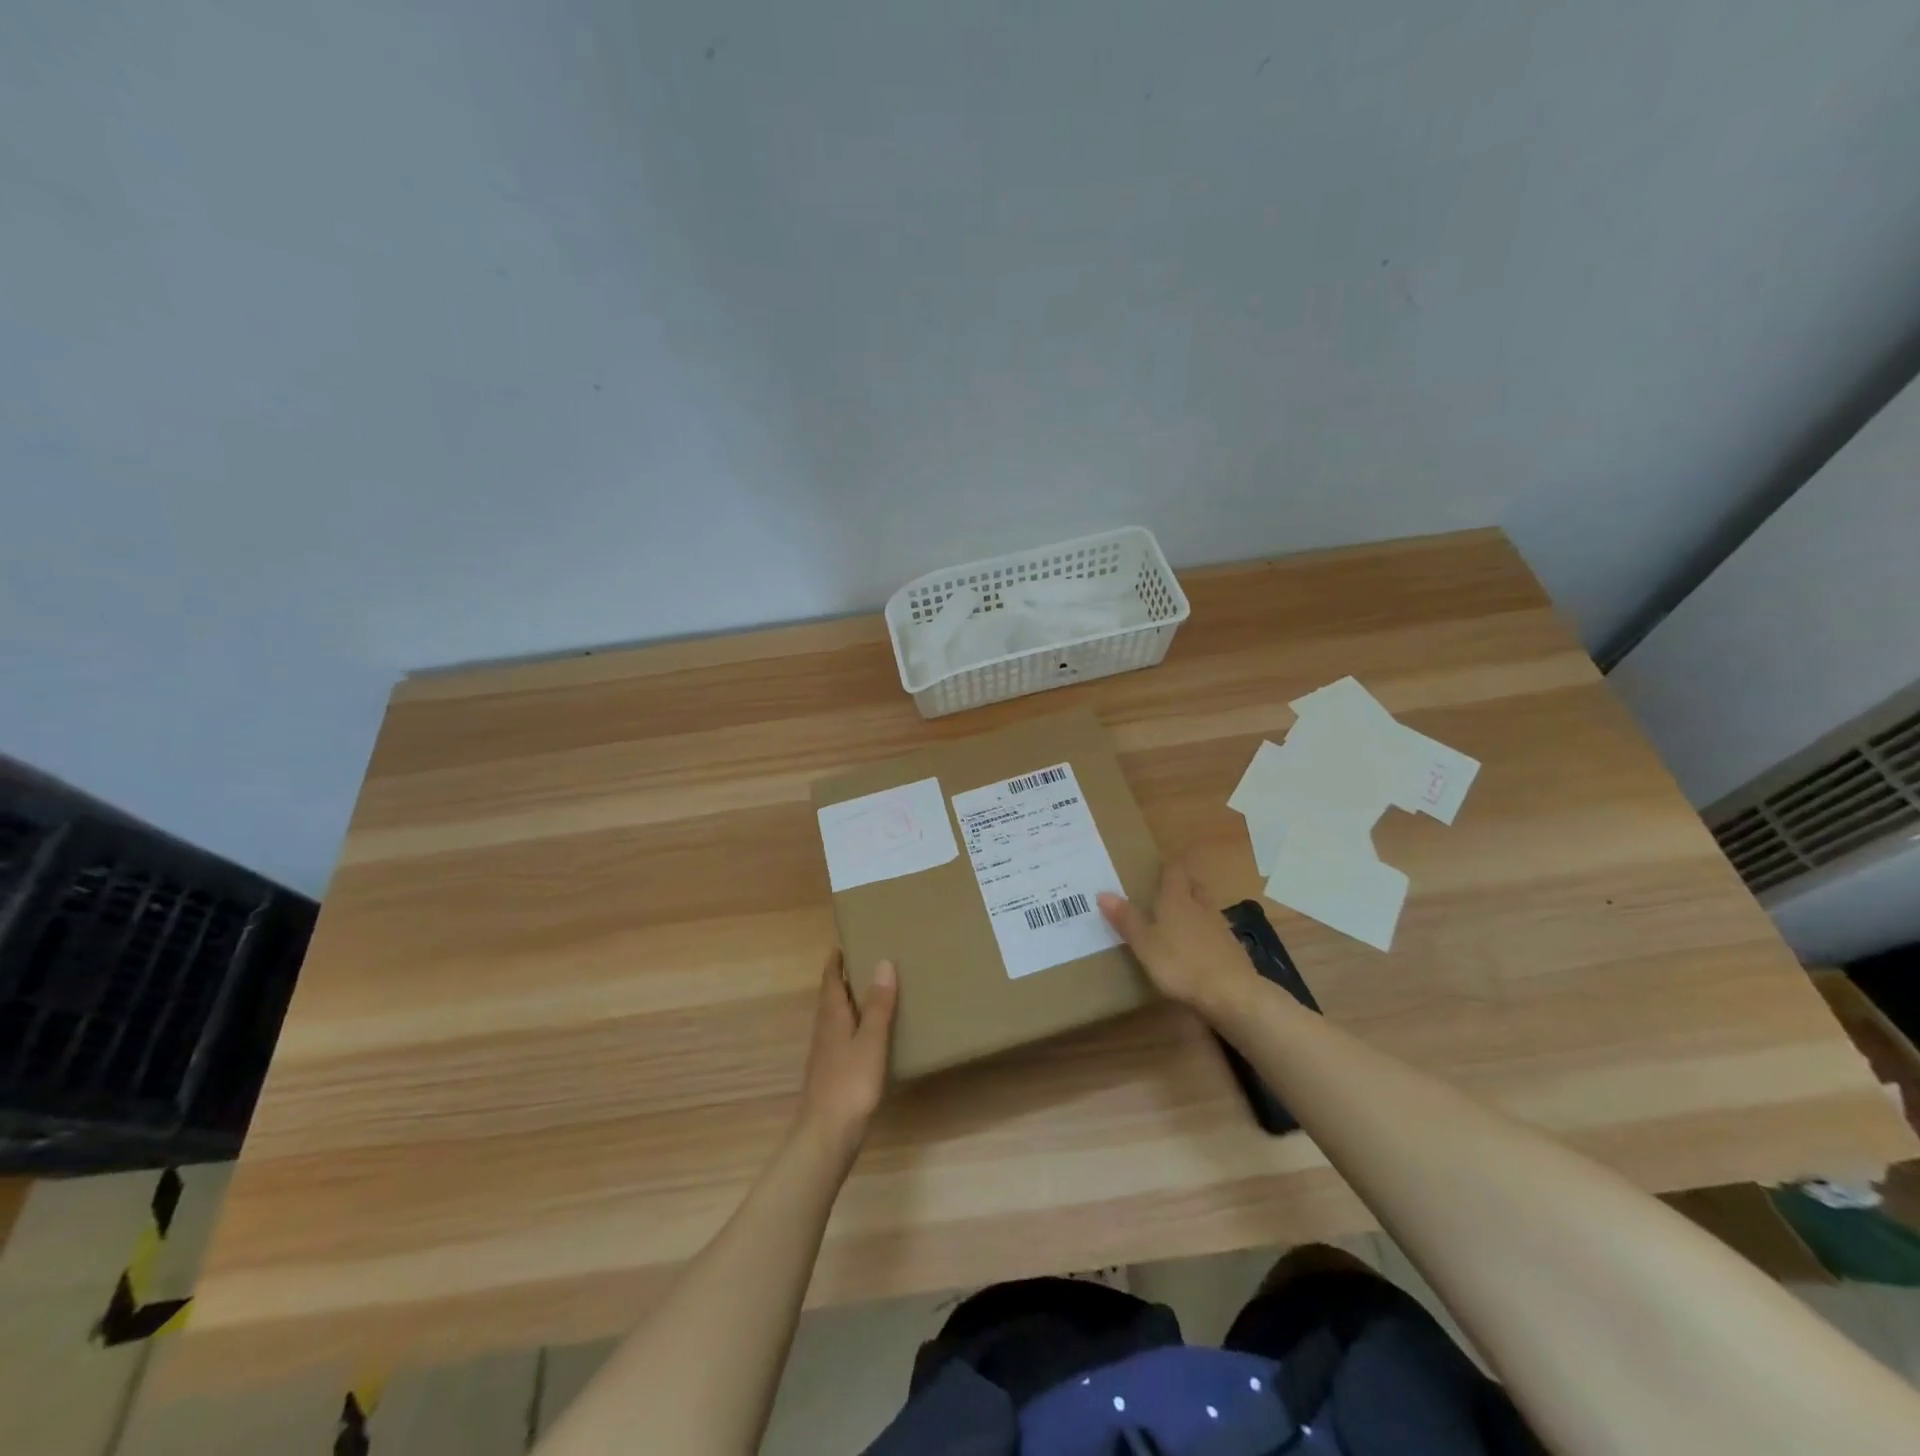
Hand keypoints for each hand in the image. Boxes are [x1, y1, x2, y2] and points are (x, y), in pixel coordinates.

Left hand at [796, 950, 897, 1159]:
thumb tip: (883, 962)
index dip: (836, 961)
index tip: (845, 942)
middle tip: (866, 961)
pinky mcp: (831, 1074)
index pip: (830, 980)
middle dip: (844, 979)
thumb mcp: (871, 1042)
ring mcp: (825, 1054)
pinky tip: (869, 1035)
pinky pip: (842, 1037)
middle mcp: (824, 1030)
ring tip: (872, 993)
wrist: (826, 1136)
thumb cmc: (850, 1084)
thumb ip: (878, 1005)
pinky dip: (854, 1025)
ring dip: (849, 1002)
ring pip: (836, 1018)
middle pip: (831, 997)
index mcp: (832, 1017)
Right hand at [1099, 861, 1252, 1013]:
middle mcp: (1201, 906)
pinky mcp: (1234, 950)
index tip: (1158, 866)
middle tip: (1168, 889)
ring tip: (1182, 917)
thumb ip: (1126, 919)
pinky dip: (1207, 933)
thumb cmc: (1180, 963)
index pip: (1174, 871)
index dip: (1167, 866)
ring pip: (1207, 908)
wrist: (1231, 993)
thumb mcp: (1144, 944)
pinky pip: (1217, 932)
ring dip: (1196, 908)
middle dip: (1184, 885)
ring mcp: (1221, 927)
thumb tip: (1103, 892)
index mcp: (1177, 899)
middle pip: (1194, 886)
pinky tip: (1200, 947)